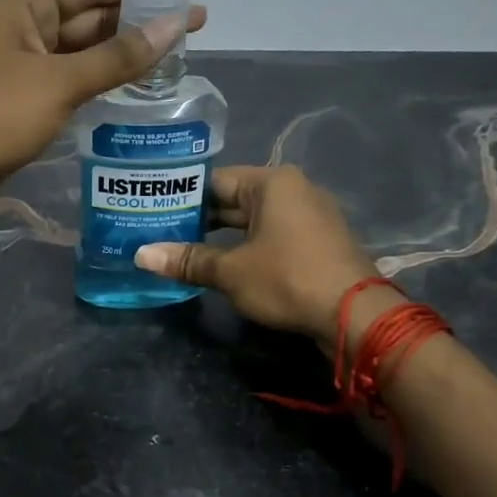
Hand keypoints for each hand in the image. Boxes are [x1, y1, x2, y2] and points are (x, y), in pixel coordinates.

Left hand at [0, 0, 205, 211]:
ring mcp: (19, 63)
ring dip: (122, 48)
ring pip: (80, 47)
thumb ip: (117, 57)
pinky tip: (132, 80)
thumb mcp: (59, 82)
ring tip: (172, 49)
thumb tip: (172, 26)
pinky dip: (100, 75)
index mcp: (22, 4)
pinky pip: (70, 76)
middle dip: (137, 15)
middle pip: (88, 12)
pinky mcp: (22, 97)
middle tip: (190, 20)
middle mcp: (20, 25)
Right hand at [134, 165, 394, 341]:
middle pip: (234, 200)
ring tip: (183, 251)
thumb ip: (188, 260)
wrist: (354, 315)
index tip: (153, 213)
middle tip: (160, 234)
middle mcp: (293, 190)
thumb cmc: (288, 279)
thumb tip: (141, 255)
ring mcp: (309, 216)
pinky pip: (272, 236)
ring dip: (222, 237)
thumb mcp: (231, 271)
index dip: (182, 197)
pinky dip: (246, 247)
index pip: (215, 181)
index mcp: (272, 183)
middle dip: (199, 219)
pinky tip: (222, 265)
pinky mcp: (316, 242)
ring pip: (253, 221)